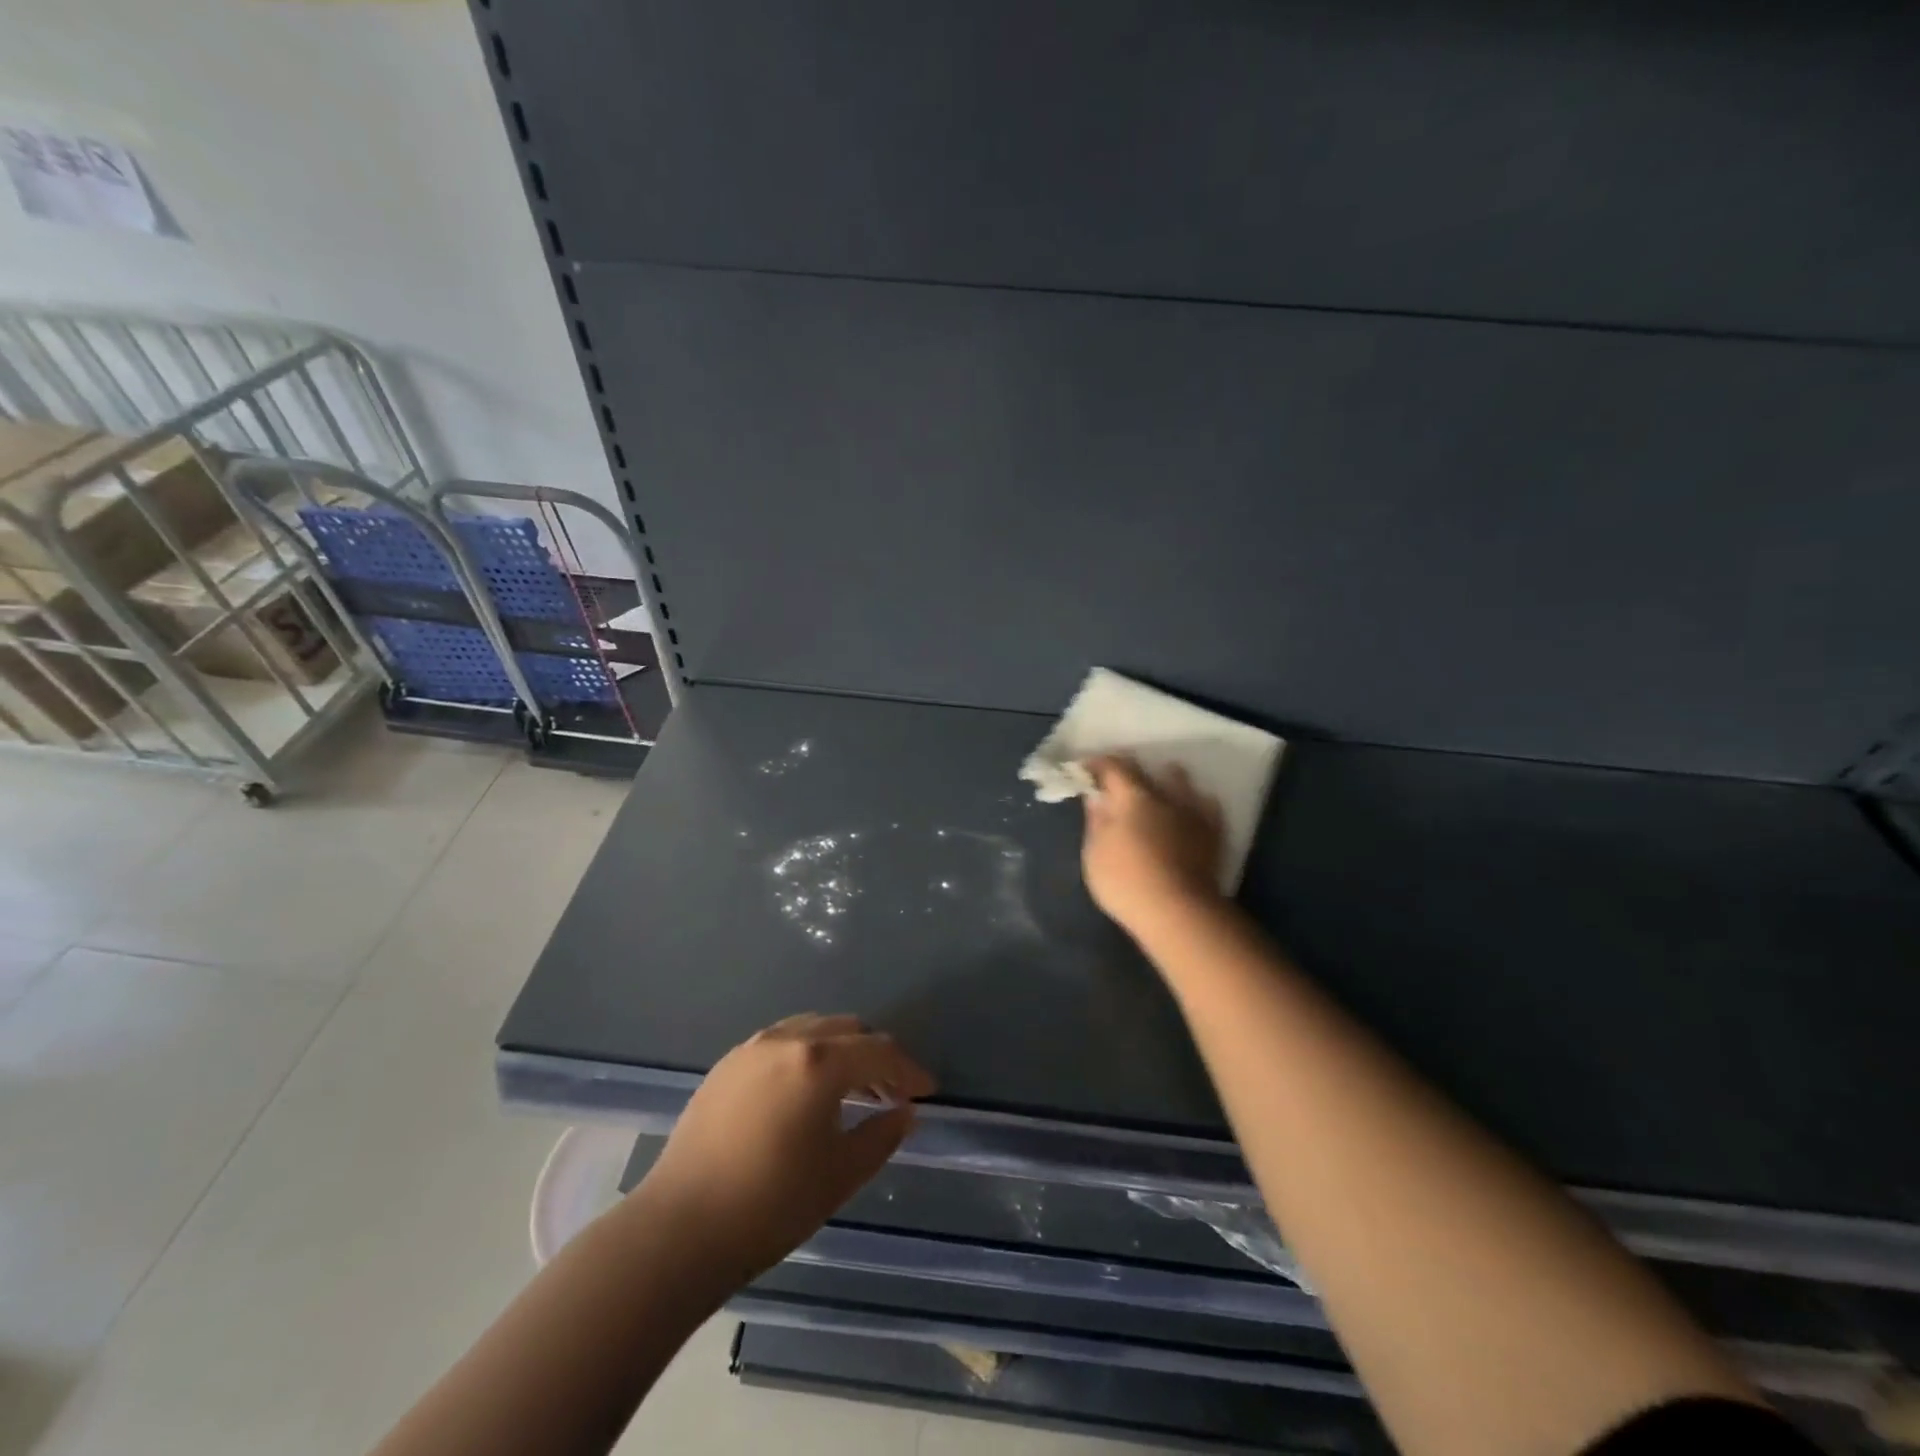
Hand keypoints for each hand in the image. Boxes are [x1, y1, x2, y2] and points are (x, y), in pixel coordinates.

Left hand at [632, 1013, 934, 1282]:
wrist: (679, 1229)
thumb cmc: (771, 1205)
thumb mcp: (840, 1174)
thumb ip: (881, 1136)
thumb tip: (906, 1112)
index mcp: (820, 1062)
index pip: (879, 1051)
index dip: (909, 1070)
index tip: (927, 1091)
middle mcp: (788, 1039)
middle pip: (847, 1030)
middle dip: (876, 1056)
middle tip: (892, 1092)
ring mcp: (752, 1047)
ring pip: (813, 1029)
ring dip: (841, 1050)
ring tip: (851, 1089)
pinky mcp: (727, 1064)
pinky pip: (781, 1041)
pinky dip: (807, 1054)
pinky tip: (806, 1090)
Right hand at [1081, 755, 1225, 937]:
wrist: (1178, 912)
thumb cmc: (1125, 882)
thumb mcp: (1094, 854)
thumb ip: (1096, 821)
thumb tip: (1096, 797)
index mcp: (1131, 797)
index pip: (1112, 767)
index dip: (1096, 764)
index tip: (1084, 769)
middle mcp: (1163, 795)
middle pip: (1144, 770)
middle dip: (1126, 769)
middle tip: (1113, 779)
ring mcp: (1191, 812)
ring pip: (1180, 780)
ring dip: (1165, 778)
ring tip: (1157, 786)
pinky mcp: (1212, 832)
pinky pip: (1206, 805)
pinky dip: (1195, 801)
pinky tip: (1189, 808)